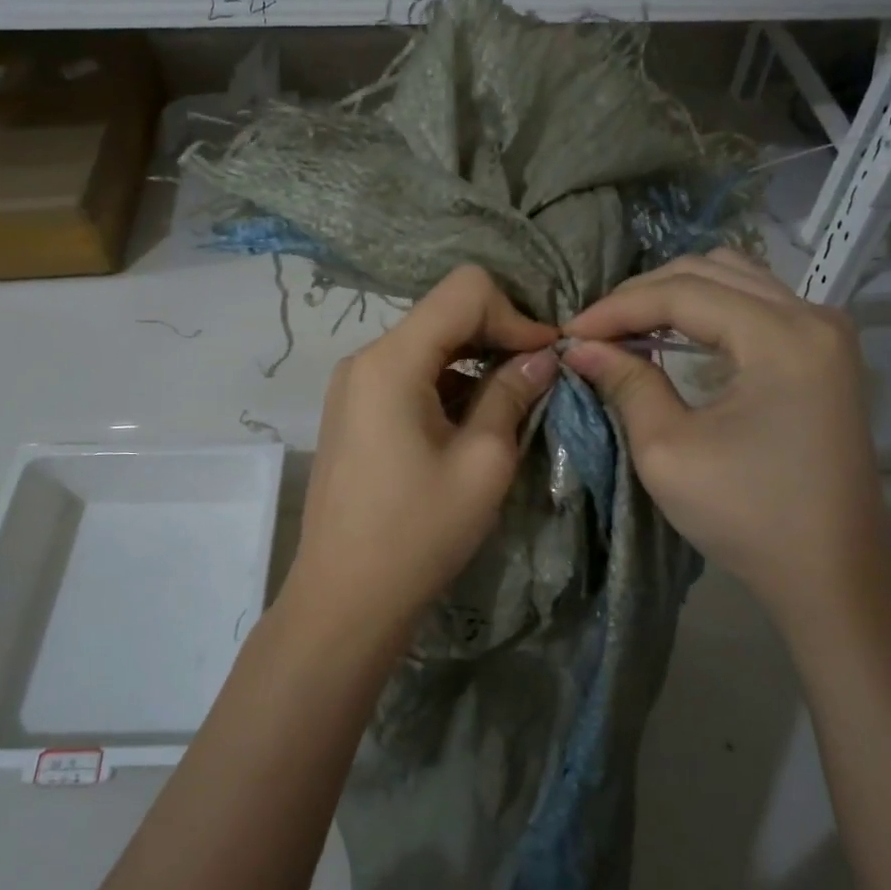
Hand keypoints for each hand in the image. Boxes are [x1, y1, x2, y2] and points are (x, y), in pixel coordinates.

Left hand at [281, 265, 559, 645]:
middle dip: (497, 336)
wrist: (345, 598)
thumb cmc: (418, 534)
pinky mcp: (353, 412)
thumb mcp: (482, 463)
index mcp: (390, 362)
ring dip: (474, 364)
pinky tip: (473, 424)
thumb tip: (542, 357)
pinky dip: (447, 386)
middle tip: (539, 378)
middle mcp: (364, 360)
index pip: (464, 291)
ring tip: (511, 405)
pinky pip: (408, 377)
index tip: (545, 358)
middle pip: (443, 315)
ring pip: (427, 346)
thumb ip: (512, 395)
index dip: (514, 315)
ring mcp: (353, 386)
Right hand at [563, 249, 887, 626]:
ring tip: (627, 330)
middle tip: (594, 331)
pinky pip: (756, 305)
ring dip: (674, 297)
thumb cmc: (747, 516)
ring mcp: (825, 332)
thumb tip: (580, 348)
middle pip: (711, 270)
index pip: (683, 293)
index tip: (570, 334)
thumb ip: (627, 384)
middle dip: (642, 295)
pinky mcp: (824, 353)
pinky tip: (674, 338)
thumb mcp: (668, 451)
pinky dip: (707, 312)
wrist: (831, 570)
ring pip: (735, 279)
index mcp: (781, 337)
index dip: (617, 307)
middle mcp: (812, 316)